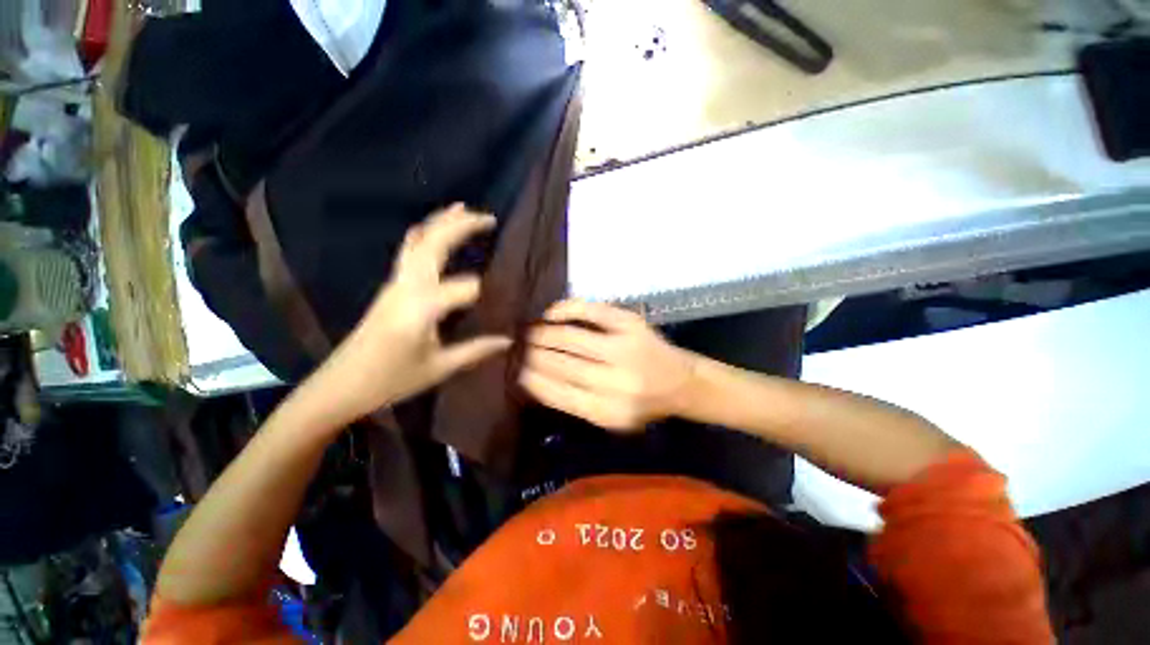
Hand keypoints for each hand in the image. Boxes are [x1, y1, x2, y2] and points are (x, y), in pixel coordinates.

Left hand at [309, 205, 511, 424]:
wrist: (340, 384)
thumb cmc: (390, 380)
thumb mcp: (439, 368)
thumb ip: (476, 350)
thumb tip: (509, 340)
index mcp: (421, 309)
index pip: (465, 288)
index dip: (488, 293)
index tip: (504, 303)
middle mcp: (407, 287)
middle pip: (434, 244)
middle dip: (461, 226)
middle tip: (490, 218)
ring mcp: (395, 282)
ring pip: (418, 240)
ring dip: (442, 222)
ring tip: (464, 209)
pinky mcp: (391, 285)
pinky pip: (409, 249)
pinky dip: (426, 232)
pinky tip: (435, 230)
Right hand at [520, 300, 697, 430]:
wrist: (681, 382)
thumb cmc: (642, 404)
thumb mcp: (609, 418)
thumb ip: (574, 403)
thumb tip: (534, 381)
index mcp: (607, 411)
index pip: (557, 393)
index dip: (533, 380)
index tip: (517, 372)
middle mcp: (615, 381)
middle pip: (561, 364)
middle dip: (533, 355)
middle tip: (518, 349)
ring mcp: (623, 348)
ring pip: (570, 337)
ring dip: (544, 334)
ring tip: (530, 333)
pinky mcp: (630, 323)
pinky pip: (590, 310)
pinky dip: (566, 309)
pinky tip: (550, 314)